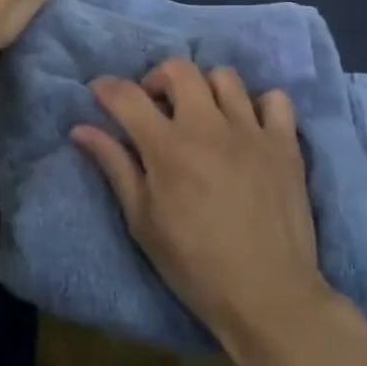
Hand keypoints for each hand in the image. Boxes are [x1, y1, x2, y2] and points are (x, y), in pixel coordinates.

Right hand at [73, 59, 336, 365]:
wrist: (267, 296)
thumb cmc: (194, 265)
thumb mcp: (142, 221)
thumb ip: (114, 166)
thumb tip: (81, 130)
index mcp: (168, 147)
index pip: (128, 95)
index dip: (106, 88)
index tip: (100, 94)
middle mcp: (208, 127)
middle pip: (179, 69)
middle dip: (157, 78)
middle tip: (155, 106)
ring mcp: (252, 132)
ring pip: (224, 76)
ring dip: (205, 89)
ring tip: (202, 116)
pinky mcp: (285, 144)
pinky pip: (276, 99)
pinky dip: (258, 105)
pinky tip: (248, 128)